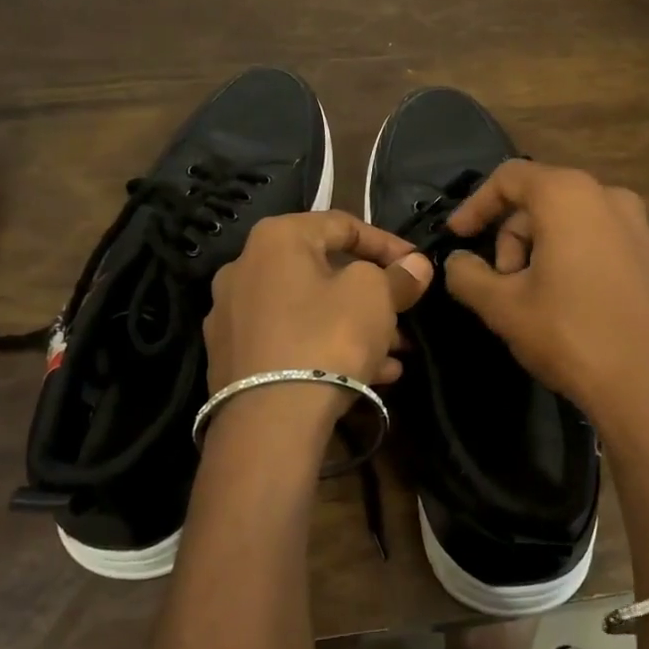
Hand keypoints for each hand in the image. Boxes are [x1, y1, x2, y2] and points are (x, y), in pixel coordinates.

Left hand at [204, 211, 432, 394]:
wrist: (269, 423)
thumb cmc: (327, 338)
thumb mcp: (375, 297)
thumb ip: (398, 275)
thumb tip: (416, 265)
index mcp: (276, 238)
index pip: (343, 224)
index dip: (388, 244)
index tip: (417, 267)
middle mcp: (245, 267)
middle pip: (324, 271)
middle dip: (373, 295)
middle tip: (404, 316)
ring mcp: (232, 315)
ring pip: (309, 310)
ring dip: (355, 326)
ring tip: (394, 355)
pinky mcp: (232, 357)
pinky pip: (290, 339)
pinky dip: (327, 348)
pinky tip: (368, 376)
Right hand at [444, 162, 648, 430]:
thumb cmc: (569, 335)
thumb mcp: (502, 306)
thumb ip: (466, 274)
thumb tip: (457, 262)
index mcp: (569, 195)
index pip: (510, 177)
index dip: (475, 205)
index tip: (457, 238)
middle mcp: (610, 197)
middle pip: (542, 199)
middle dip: (511, 237)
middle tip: (500, 284)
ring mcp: (640, 227)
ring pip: (572, 221)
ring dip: (540, 250)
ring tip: (532, 298)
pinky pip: (600, 240)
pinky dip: (573, 257)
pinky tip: (568, 302)